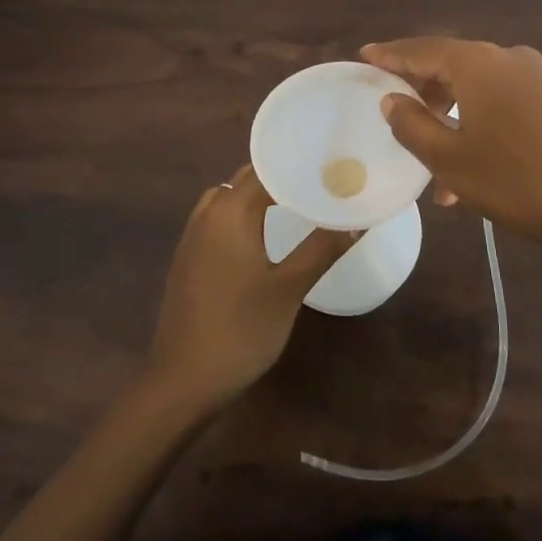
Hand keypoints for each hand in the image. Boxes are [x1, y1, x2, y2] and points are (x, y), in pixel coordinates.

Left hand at [147, 165, 350, 412]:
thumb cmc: (241, 329)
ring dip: (258, 195)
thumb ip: (322, 249)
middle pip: (245, 179)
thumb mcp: (289, 288)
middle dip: (280, 176)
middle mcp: (207, 214)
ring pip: (228, 198)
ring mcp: (192, 237)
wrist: (185, 379)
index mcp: (229, 212)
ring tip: (295, 202)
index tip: (328, 161)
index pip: (265, 169)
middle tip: (320, 180)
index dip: (296, 162)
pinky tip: (263, 235)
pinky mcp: (188, 259)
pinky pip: (218, 219)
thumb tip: (357, 220)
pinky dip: (241, 214)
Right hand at [361, 38, 541, 272]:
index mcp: (479, 64)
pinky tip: (478, 166)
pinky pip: (508, 103)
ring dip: (454, 120)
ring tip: (437, 169)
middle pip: (454, 66)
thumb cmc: (517, 181)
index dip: (391, 55)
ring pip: (481, 91)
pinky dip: (483, 124)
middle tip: (397, 113)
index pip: (423, 50)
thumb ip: (413, 124)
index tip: (366, 55)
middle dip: (424, 93)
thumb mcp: (450, 160)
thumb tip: (392, 98)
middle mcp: (510, 59)